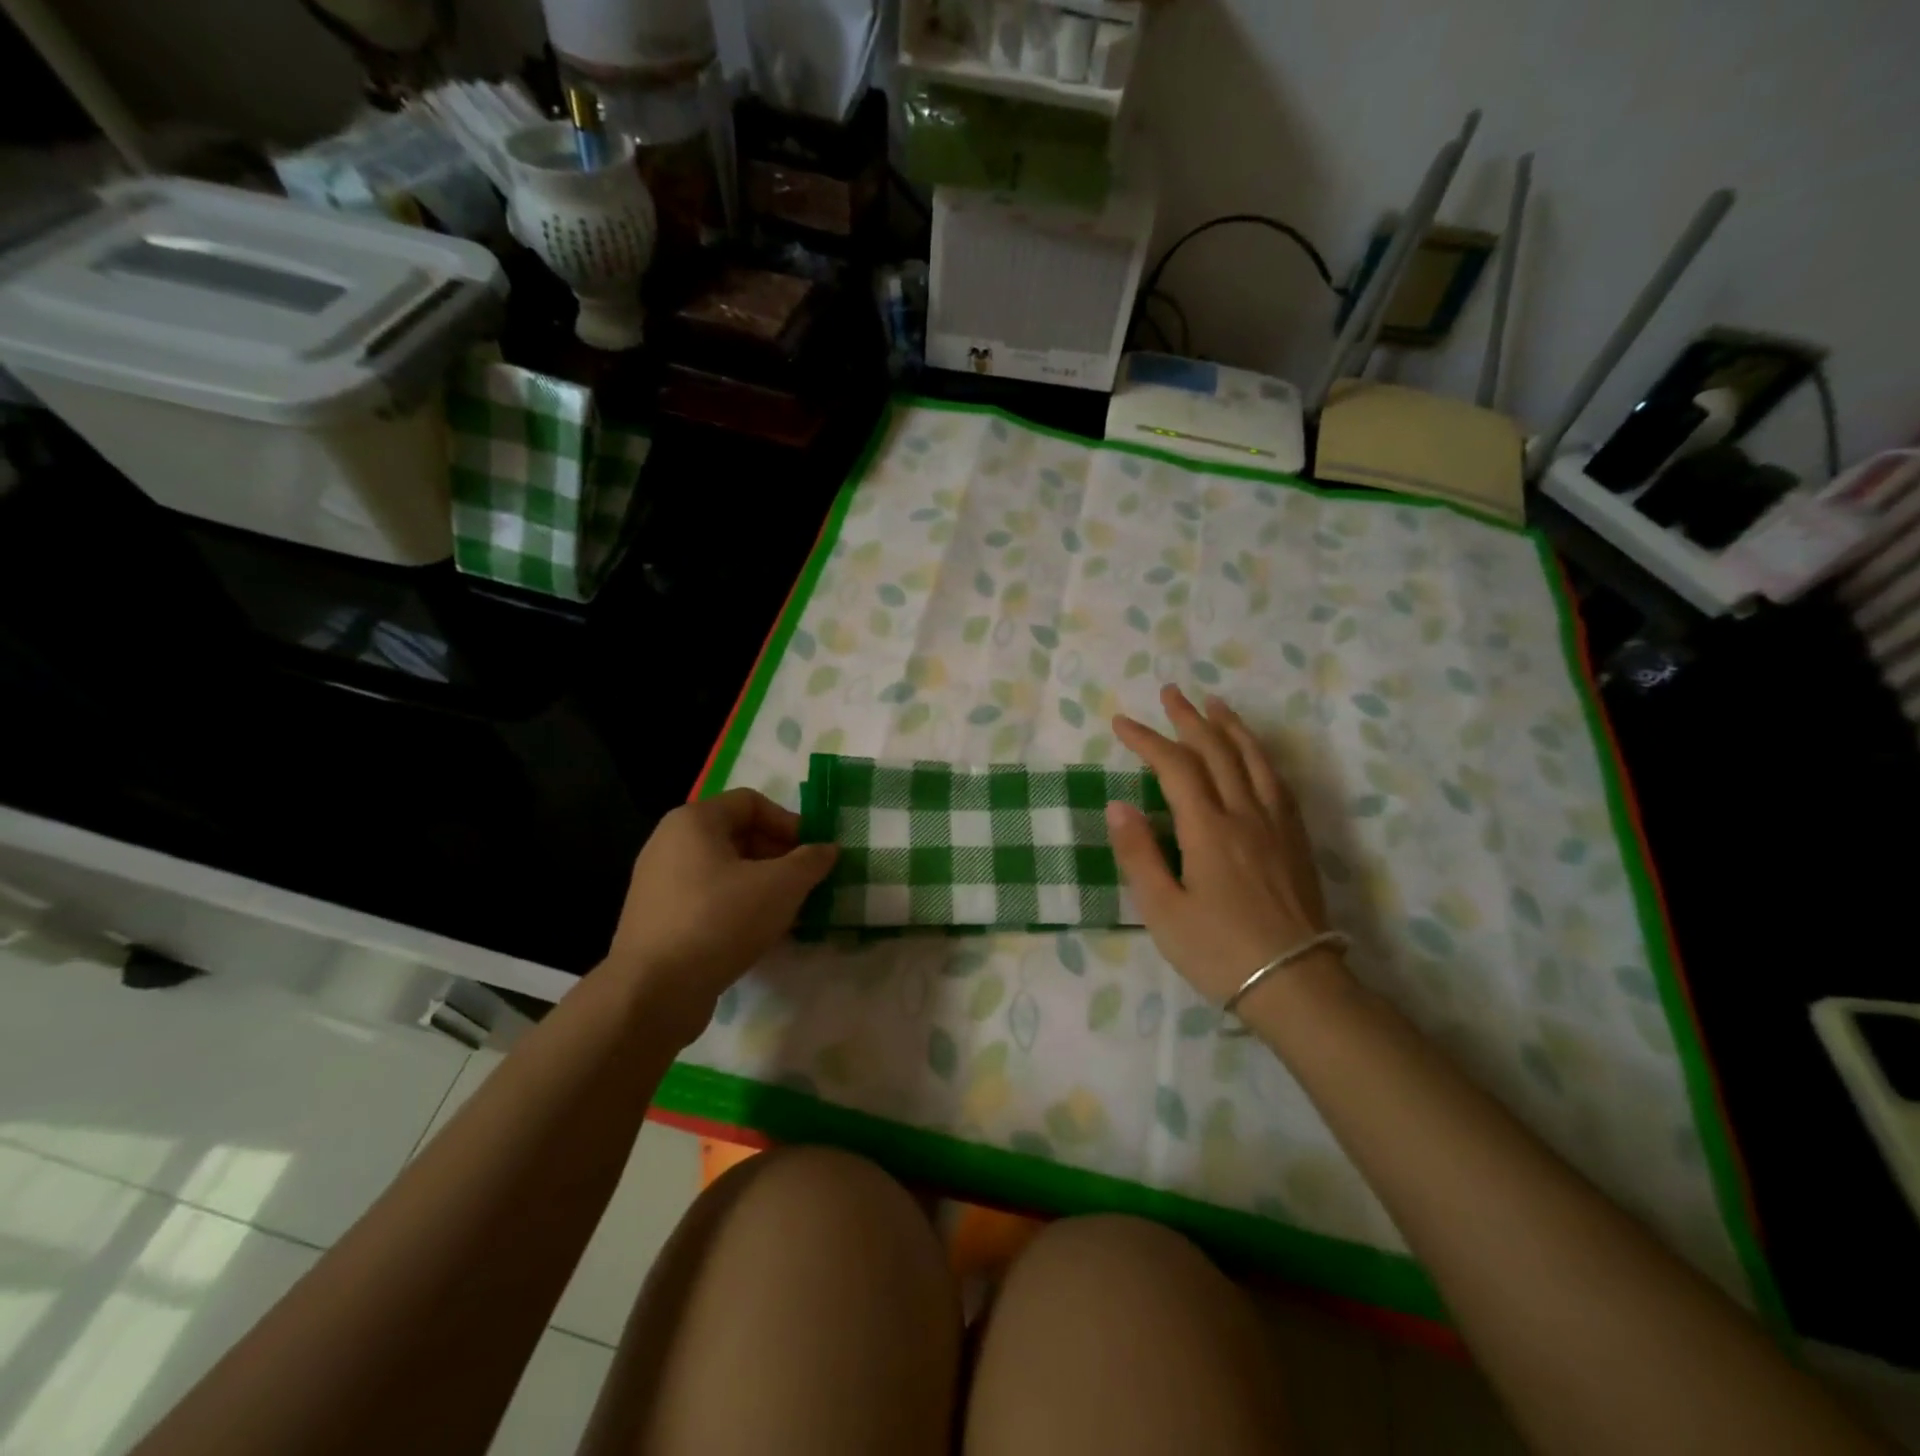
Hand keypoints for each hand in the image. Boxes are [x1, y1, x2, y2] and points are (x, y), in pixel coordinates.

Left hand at [604, 789, 836, 1041]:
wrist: (653, 993)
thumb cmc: (720, 921)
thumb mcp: (781, 886)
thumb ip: (810, 861)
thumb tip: (827, 849)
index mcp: (694, 821)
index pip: (752, 802)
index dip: (789, 822)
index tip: (812, 853)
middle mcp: (669, 842)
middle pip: (737, 835)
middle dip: (778, 856)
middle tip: (805, 883)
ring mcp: (659, 882)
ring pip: (724, 870)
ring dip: (761, 884)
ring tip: (787, 911)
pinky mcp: (657, 918)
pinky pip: (706, 899)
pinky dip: (736, 907)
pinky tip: (757, 934)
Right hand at [1106, 685, 1338, 1005]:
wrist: (1295, 984)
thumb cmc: (1219, 951)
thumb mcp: (1163, 910)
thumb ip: (1139, 854)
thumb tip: (1118, 805)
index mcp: (1208, 829)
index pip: (1174, 768)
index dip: (1147, 740)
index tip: (1121, 723)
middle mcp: (1244, 815)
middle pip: (1217, 752)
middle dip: (1189, 720)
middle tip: (1171, 693)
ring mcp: (1276, 825)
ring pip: (1254, 760)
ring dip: (1231, 728)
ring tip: (1216, 705)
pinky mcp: (1296, 841)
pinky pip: (1279, 783)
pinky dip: (1261, 757)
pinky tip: (1256, 756)